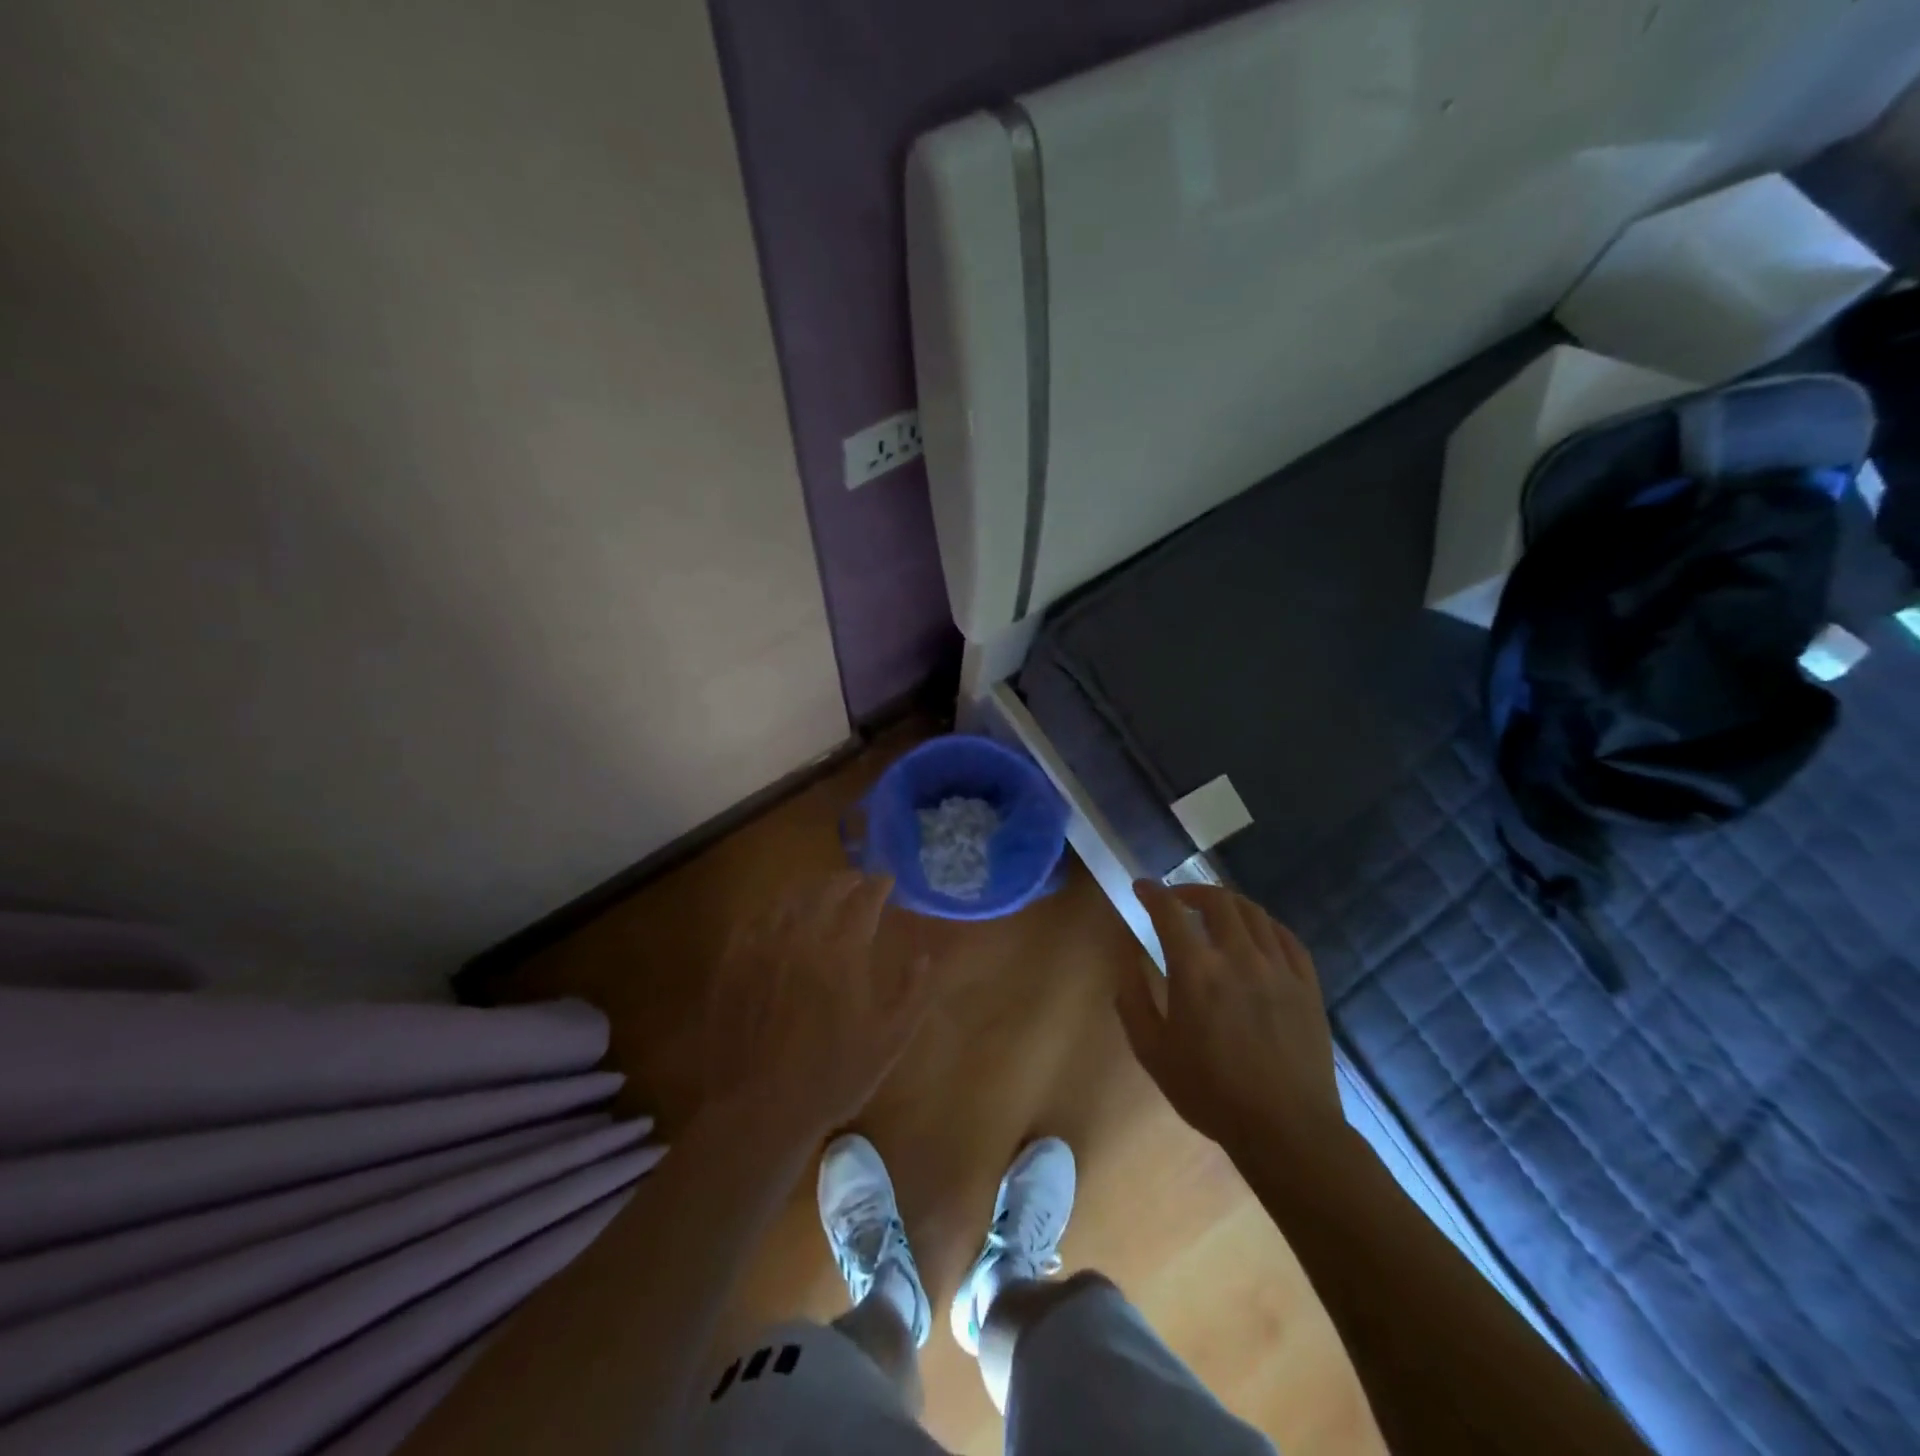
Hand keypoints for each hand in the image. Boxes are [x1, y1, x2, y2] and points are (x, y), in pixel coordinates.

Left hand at [700, 872, 934, 1140]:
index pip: (864, 901)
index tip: (886, 880)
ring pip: (787, 900)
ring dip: (809, 890)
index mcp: (842, 952)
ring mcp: (761, 949)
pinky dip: (772, 910)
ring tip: (820, 892)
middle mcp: (801, 938)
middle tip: (857, 880)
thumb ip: (913, 992)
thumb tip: (926, 956)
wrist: (760, 1111)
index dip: (877, 885)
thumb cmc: (833, 1077)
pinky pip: (753, 921)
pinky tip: (777, 916)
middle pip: (824, 892)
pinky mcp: (732, 965)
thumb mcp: (889, 1040)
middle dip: (845, 880)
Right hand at [1116, 881, 1340, 1154]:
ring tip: (1214, 911)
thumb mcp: (1153, 1053)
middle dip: (1191, 890)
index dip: (1152, 892)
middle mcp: (1238, 956)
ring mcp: (1278, 968)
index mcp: (1196, 971)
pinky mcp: (1307, 984)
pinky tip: (1256, 932)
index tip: (1141, 887)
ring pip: (1253, 912)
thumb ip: (1133, 1001)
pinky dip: (1265, 924)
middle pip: (1217, 901)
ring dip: (1228, 902)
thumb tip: (1126, 961)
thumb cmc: (1211, 1093)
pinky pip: (1286, 937)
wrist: (1286, 1129)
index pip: (1169, 911)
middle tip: (1177, 899)